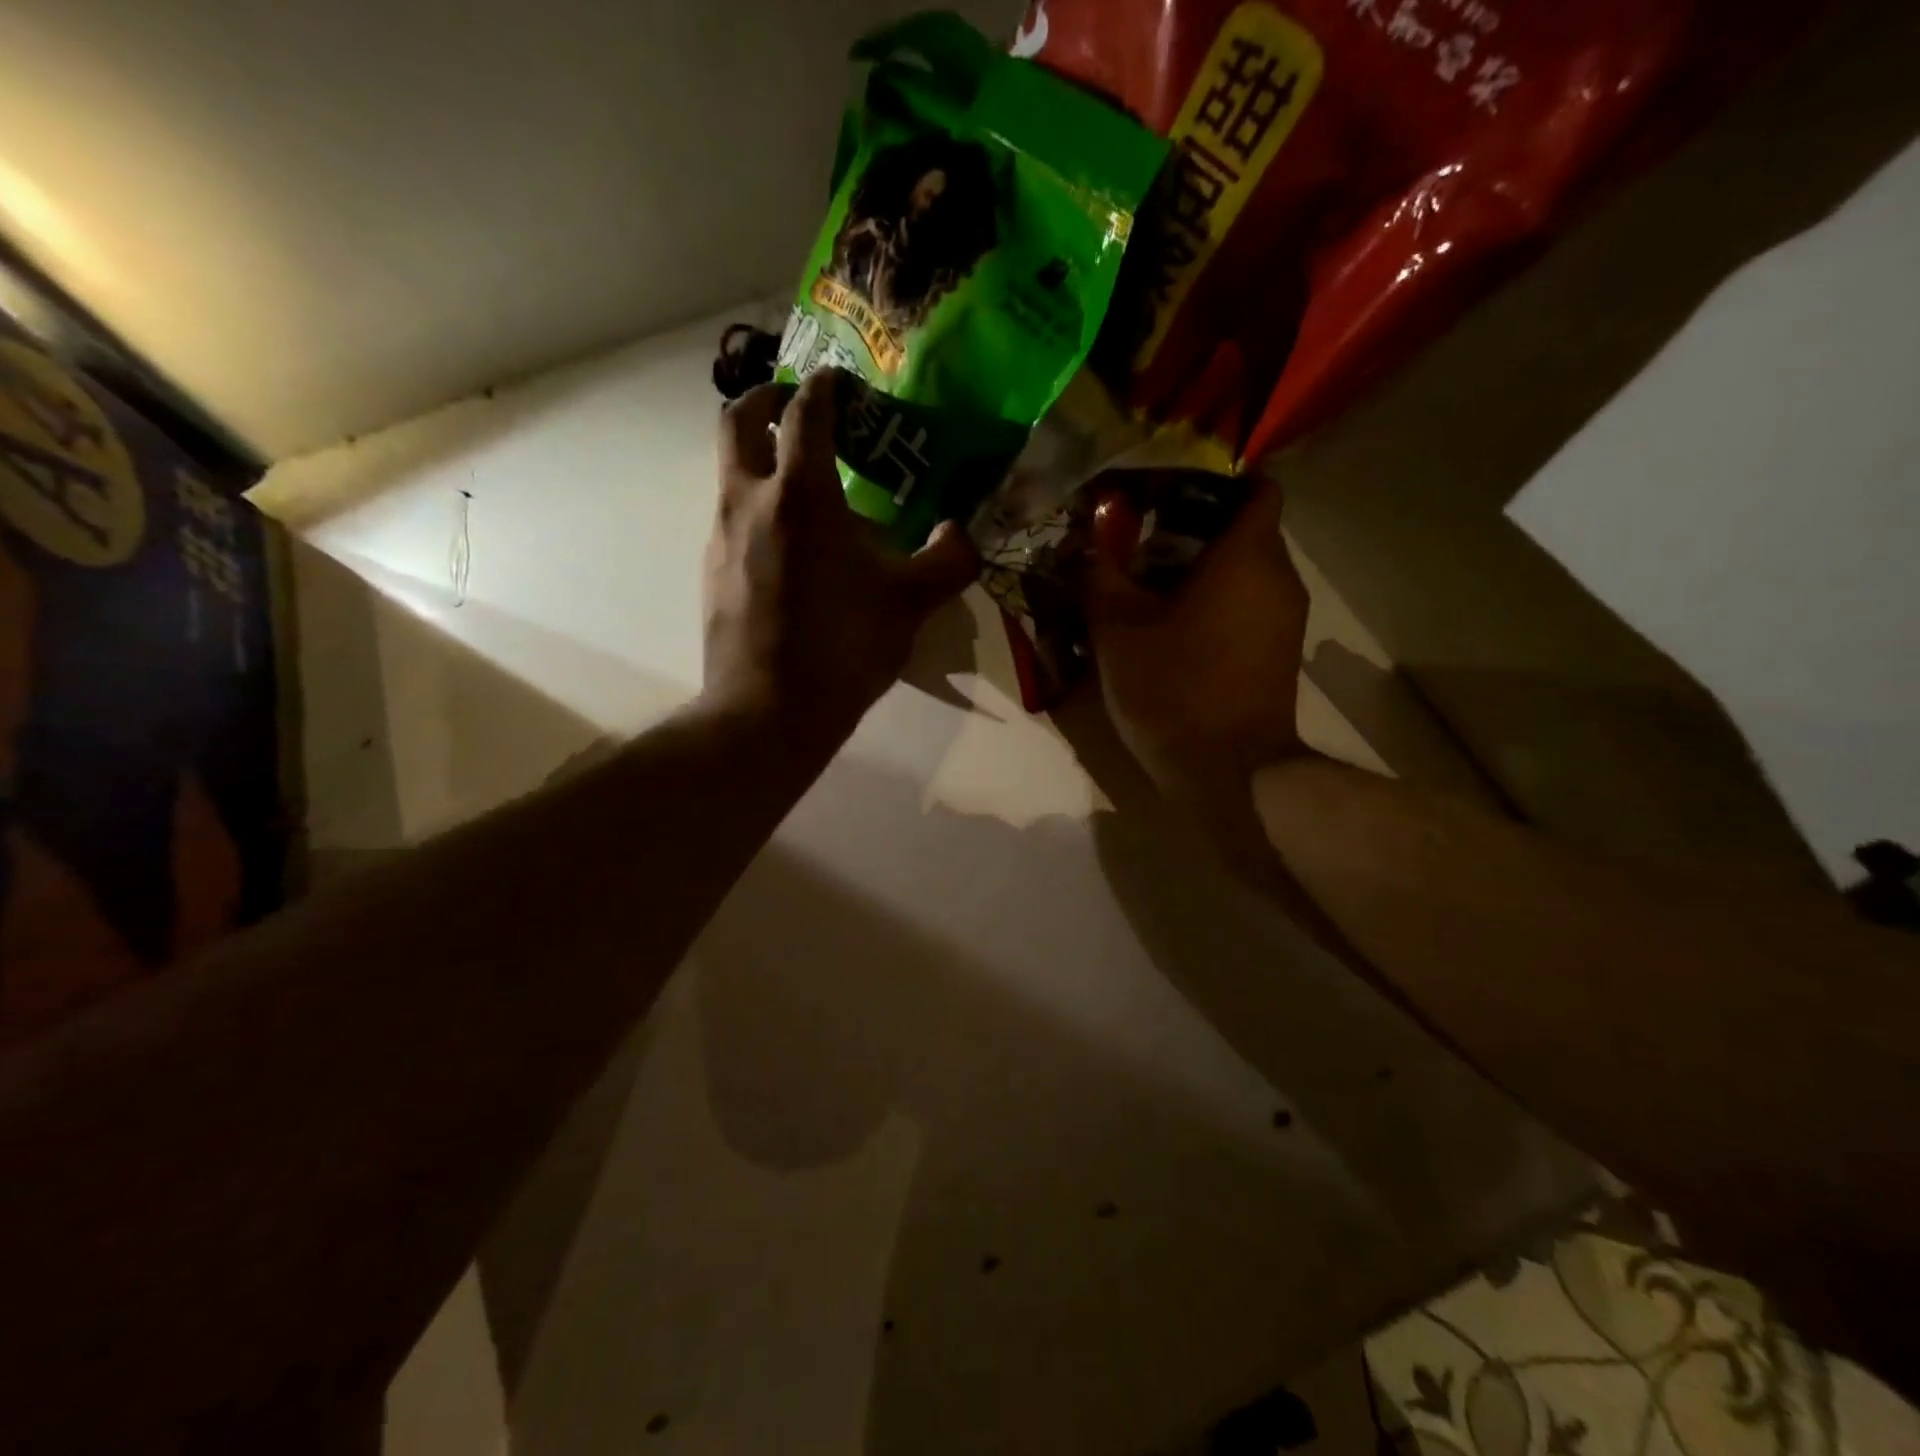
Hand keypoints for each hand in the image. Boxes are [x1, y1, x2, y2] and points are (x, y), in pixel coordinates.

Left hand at [703, 370, 977, 758]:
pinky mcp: (711, 573)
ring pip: (730, 472)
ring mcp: (721, 537)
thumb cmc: (844, 648)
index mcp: (802, 494)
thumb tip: (961, 533)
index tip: (842, 384)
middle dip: (767, 399)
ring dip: (761, 460)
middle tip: (796, 407)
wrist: (769, 711)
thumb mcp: (912, 603)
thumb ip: (948, 560)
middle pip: (739, 420)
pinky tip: (789, 552)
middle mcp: (750, 501)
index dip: (826, 387)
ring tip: (805, 491)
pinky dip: (756, 511)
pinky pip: (730, 520)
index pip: (806, 412)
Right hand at [1083, 474, 1308, 804]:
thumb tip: (1092, 529)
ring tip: (1149, 583)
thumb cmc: (1174, 690)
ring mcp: (1285, 617)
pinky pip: (1249, 603)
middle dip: (1195, 526)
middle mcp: (1278, 577)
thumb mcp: (1119, 630)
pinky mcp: (1280, 651)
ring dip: (1202, 567)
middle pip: (1245, 528)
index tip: (1168, 490)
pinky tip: (1173, 624)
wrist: (1230, 773)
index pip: (1255, 486)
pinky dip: (1216, 600)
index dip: (1214, 479)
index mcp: (1247, 557)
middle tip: (1139, 539)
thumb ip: (1102, 572)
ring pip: (1246, 569)